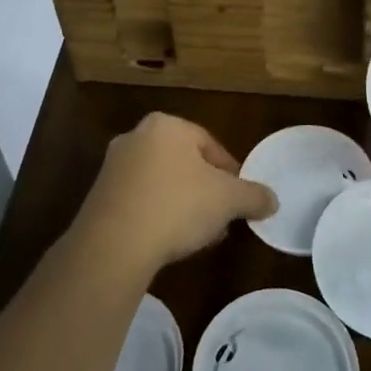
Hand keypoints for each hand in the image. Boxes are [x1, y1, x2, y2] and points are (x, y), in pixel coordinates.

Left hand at [71, 113, 275, 276]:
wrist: (113, 245)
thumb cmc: (177, 206)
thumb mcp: (228, 200)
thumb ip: (254, 196)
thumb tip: (272, 201)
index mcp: (167, 125)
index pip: (210, 144)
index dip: (230, 173)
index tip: (239, 198)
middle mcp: (136, 136)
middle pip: (184, 162)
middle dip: (204, 189)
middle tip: (220, 216)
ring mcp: (112, 166)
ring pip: (161, 182)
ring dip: (182, 203)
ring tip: (197, 234)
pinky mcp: (98, 197)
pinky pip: (139, 200)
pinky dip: (156, 215)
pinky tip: (167, 241)